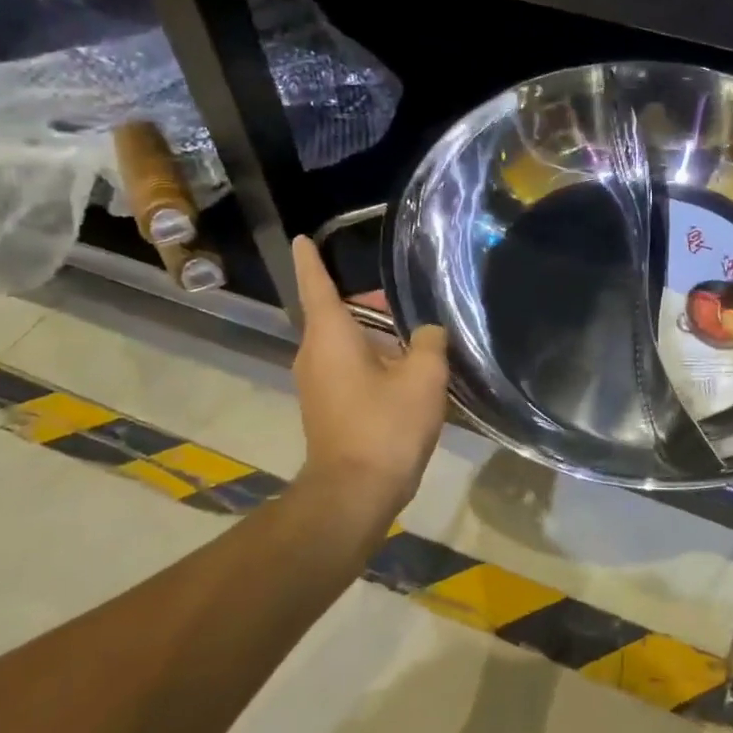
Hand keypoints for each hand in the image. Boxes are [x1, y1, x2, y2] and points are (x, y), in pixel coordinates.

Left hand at [289, 236, 448, 526]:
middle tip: (413, 306)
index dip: (311, 260)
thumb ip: (431, 342)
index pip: (317, 284)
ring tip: (420, 340)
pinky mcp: (327, 405)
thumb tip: (428, 334)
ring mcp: (317, 381)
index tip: (302, 238)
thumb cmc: (386, 425)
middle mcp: (315, 353)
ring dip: (378, 335)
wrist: (355, 493)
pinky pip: (349, 366)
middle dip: (373, 304)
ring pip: (347, 341)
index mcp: (331, 334)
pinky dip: (374, 359)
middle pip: (340, 312)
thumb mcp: (424, 376)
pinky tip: (409, 373)